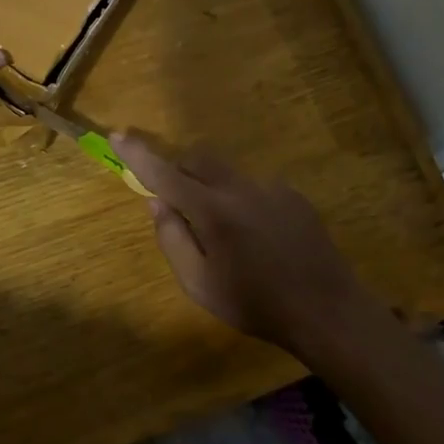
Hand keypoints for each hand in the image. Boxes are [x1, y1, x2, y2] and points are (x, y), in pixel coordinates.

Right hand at [111, 135, 395, 357]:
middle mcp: (240, 188)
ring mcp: (271, 188)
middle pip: (198, 159)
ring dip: (212, 188)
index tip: (118, 135)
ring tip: (227, 235)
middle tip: (176, 203)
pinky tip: (257, 237)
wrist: (326, 309)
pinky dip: (241, 200)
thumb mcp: (200, 284)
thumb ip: (172, 239)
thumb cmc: (256, 303)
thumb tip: (157, 203)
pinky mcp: (293, 196)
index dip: (138, 155)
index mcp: (213, 211)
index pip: (166, 173)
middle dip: (179, 170)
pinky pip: (254, 187)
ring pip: (227, 173)